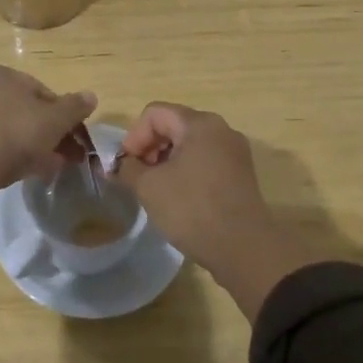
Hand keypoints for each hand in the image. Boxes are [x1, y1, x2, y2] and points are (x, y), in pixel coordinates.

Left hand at [0, 64, 96, 191]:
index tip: (72, 136)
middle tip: (61, 155)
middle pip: (20, 110)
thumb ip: (74, 106)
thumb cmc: (15, 133)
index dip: (60, 114)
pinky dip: (3, 153)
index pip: (38, 91)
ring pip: (3, 127)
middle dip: (44, 132)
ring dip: (26, 145)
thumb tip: (91, 96)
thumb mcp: (54, 120)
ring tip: (45, 168)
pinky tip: (19, 172)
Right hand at [115, 103, 270, 271]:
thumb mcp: (149, 187)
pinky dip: (186, 171)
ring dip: (166, 161)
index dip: (133, 136)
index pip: (154, 114)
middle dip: (149, 148)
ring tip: (155, 189)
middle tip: (138, 176)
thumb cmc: (193, 209)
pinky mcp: (240, 174)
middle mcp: (221, 129)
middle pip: (173, 125)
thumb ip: (127, 169)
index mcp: (199, 123)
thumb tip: (118, 164)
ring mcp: (234, 152)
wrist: (244, 249)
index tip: (126, 166)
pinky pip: (205, 160)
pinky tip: (178, 197)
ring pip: (189, 144)